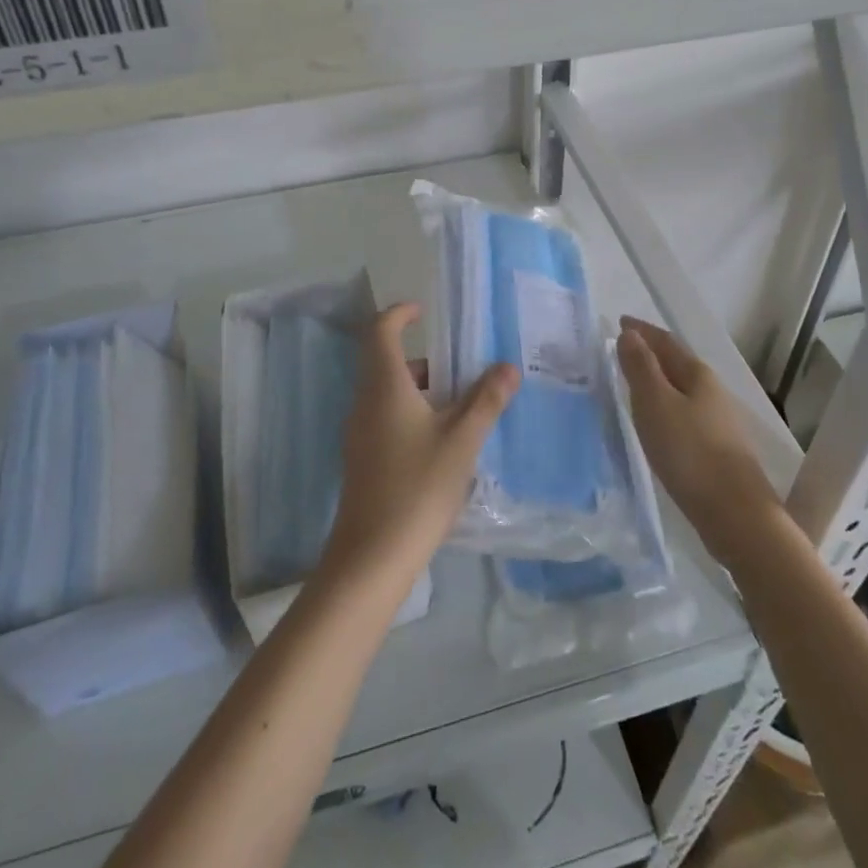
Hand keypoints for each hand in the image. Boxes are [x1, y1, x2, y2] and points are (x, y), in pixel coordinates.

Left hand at [319, 303, 518, 590]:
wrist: (372, 556)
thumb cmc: (418, 487)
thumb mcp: (461, 440)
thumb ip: (486, 400)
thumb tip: (508, 367)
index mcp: (384, 387)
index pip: (380, 331)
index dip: (398, 314)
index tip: (422, 310)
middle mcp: (364, 402)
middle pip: (386, 363)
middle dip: (424, 359)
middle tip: (462, 366)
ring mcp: (359, 433)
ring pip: (388, 393)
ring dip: (421, 389)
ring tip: (463, 405)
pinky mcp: (362, 459)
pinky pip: (386, 418)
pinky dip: (413, 413)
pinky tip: (443, 441)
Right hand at [616, 316, 783, 565]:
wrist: (736, 515)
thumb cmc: (690, 453)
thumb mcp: (655, 404)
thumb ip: (641, 367)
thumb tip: (630, 334)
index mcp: (697, 374)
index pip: (665, 341)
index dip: (642, 330)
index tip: (620, 322)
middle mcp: (711, 391)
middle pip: (676, 362)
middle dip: (650, 353)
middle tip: (621, 350)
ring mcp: (717, 421)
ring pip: (681, 389)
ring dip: (657, 380)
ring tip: (633, 383)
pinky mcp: (715, 448)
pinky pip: (683, 412)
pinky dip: (664, 405)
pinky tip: (656, 421)